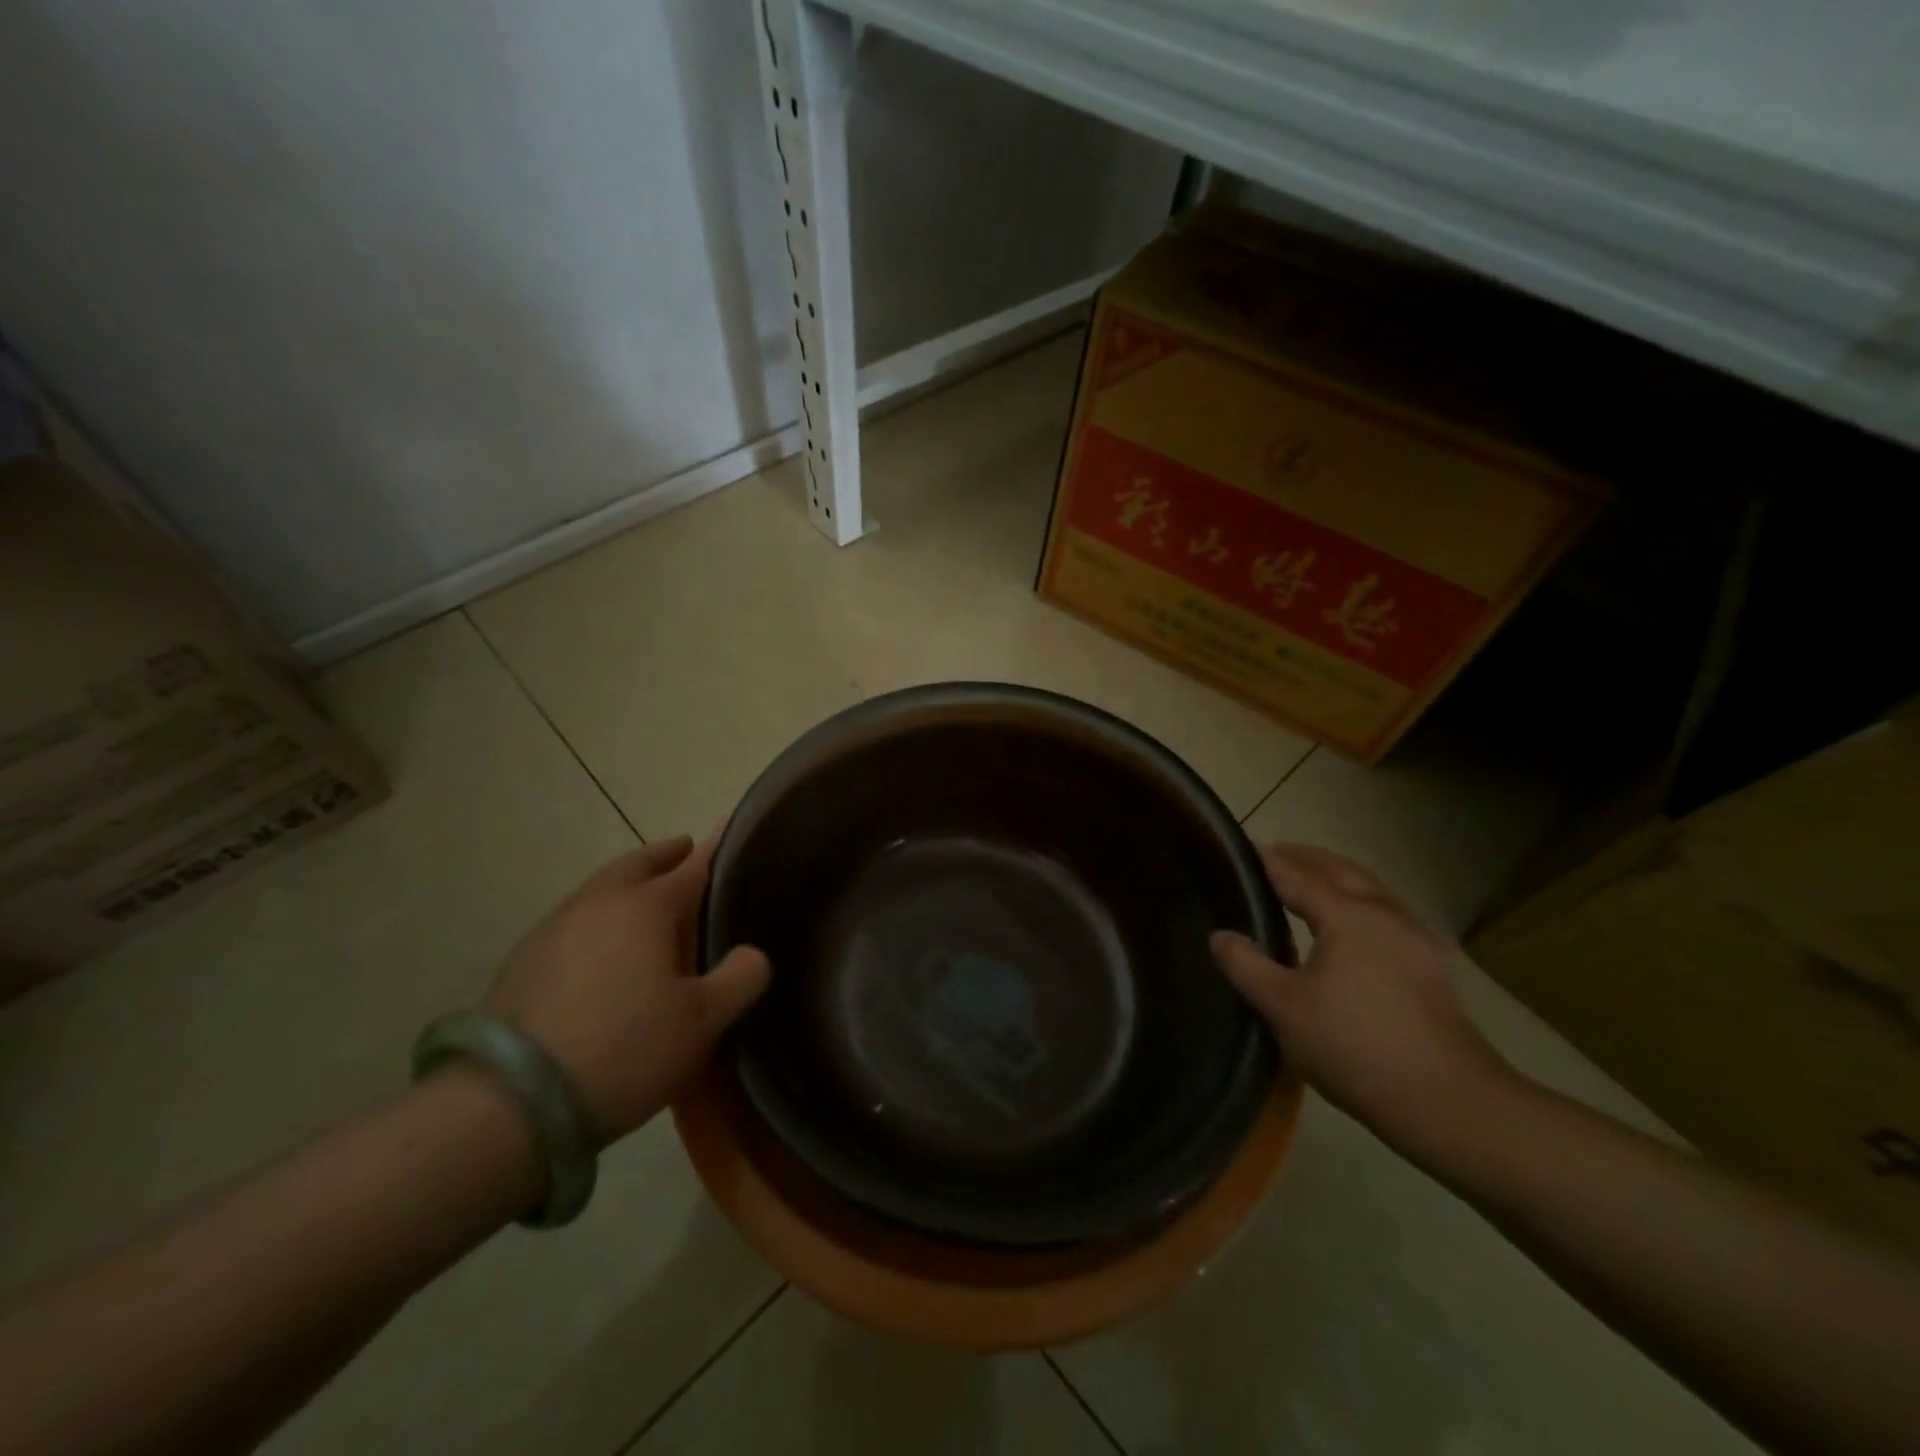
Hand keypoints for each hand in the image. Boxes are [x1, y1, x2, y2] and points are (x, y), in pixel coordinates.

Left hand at [481, 834, 769, 1145]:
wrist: (507, 1103)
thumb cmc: (623, 1050)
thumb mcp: (701, 1022)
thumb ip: (740, 979)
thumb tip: (752, 954)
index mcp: (645, 907)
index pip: (692, 867)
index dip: (715, 849)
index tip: (728, 829)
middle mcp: (598, 903)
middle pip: (637, 864)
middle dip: (664, 854)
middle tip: (685, 851)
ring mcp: (553, 929)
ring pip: (600, 890)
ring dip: (627, 884)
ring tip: (646, 900)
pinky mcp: (521, 961)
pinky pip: (574, 921)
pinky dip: (597, 918)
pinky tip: (601, 949)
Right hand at [1211, 844, 1513, 1151]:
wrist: (1447, 1100)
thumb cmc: (1354, 1045)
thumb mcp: (1282, 1006)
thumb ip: (1246, 965)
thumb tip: (1221, 936)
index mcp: (1347, 914)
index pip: (1296, 876)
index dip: (1267, 861)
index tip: (1242, 848)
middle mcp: (1384, 913)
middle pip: (1339, 870)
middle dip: (1306, 857)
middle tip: (1274, 854)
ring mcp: (1414, 938)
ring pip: (1369, 889)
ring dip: (1335, 877)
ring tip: (1308, 883)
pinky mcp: (1430, 966)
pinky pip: (1384, 913)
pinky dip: (1357, 901)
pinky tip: (1350, 927)